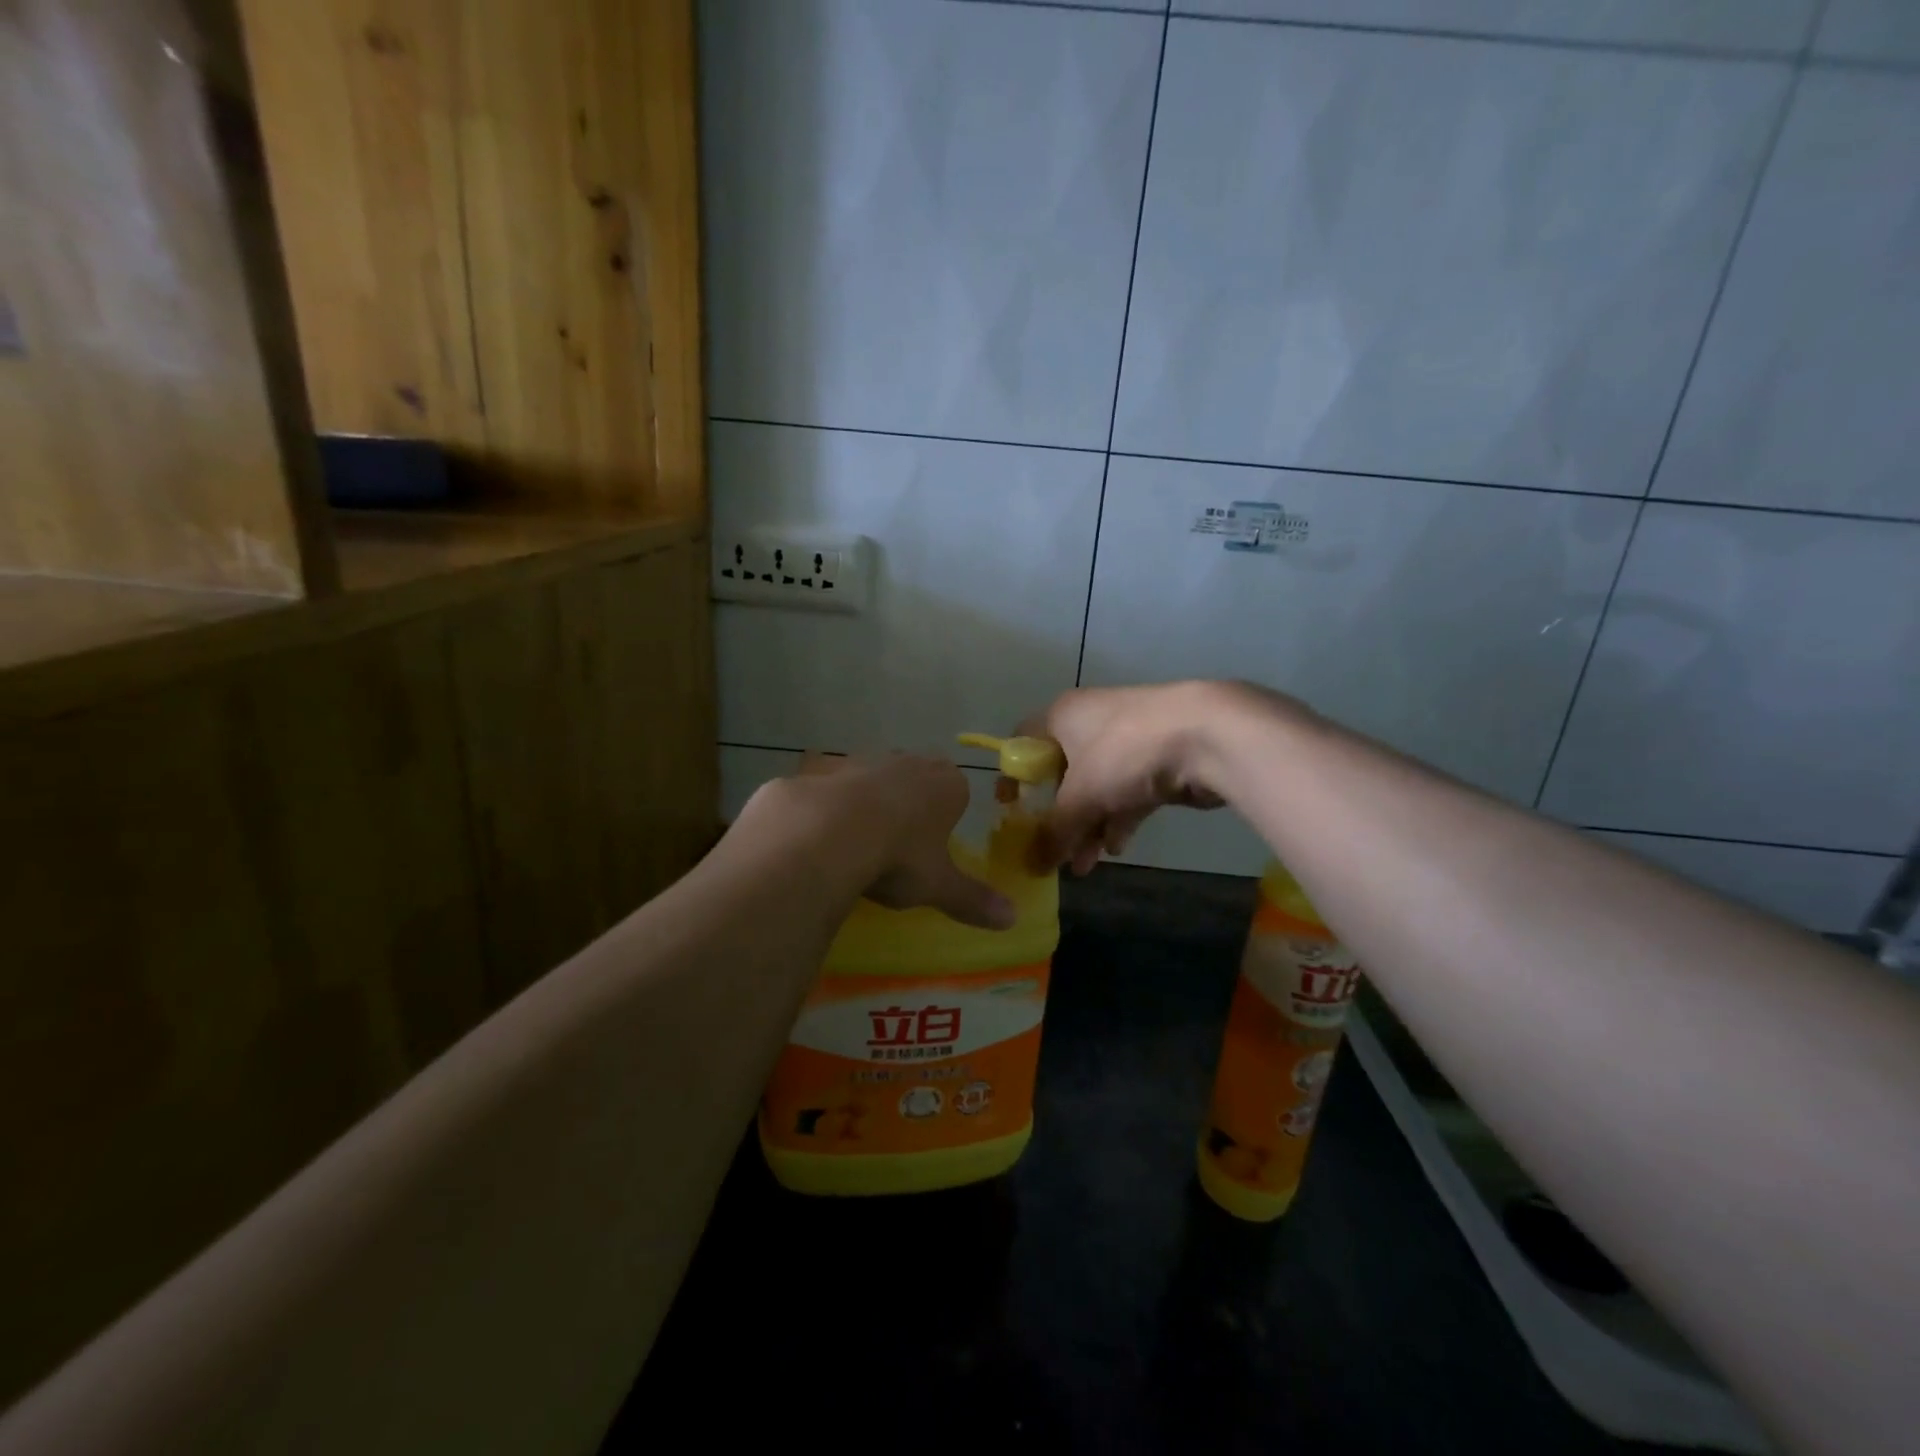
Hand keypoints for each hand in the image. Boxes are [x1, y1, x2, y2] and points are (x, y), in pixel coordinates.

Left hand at [752, 754, 1015, 929]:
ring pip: (871, 774)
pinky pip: (826, 782)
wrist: (827, 834)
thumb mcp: (938, 886)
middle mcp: (906, 761)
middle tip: (900, 840)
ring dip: (868, 797)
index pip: (958, 790)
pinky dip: (824, 801)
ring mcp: (860, 760)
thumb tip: (1012, 919)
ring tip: (856, 837)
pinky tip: (816, 830)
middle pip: (916, 775)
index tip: (936, 842)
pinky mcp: (819, 767)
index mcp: (946, 785)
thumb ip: (972, 899)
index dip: (948, 814)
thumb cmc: (898, 857)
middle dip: (911, 799)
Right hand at [1020, 682, 1267, 873]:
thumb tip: (1033, 866)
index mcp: (1062, 715)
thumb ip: (1054, 833)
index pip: (1022, 742)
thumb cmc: (1125, 753)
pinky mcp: (1158, 758)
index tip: (1009, 810)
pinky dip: (1119, 819)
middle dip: (1059, 817)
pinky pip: (1127, 792)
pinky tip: (1117, 849)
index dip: (1012, 775)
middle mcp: (1091, 722)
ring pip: (1097, 787)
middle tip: (1052, 851)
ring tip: (1084, 866)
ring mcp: (1127, 740)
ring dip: (1089, 826)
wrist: (1208, 734)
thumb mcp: (1081, 797)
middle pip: (1062, 772)